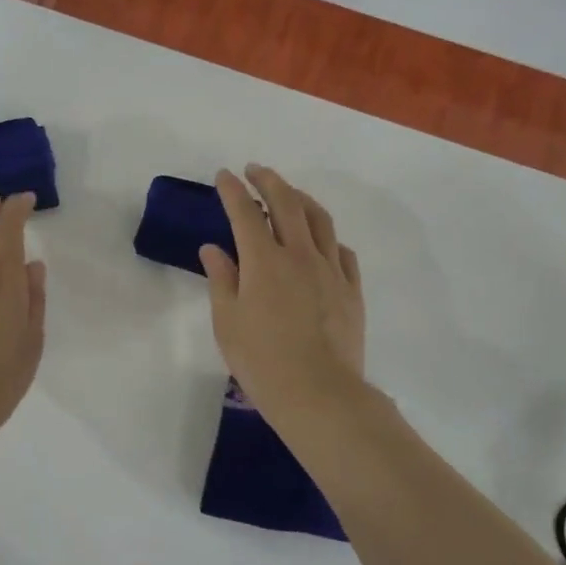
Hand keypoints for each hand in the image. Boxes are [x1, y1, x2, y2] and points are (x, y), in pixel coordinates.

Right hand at [199, 165, 364, 417]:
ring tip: (289, 194)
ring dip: (301, 199)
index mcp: (264, 261)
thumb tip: (214, 249)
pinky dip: (327, 236)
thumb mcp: (228, 322)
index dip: (232, 190)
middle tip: (255, 170)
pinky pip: (342, 251)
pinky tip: (322, 240)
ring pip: (319, 220)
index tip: (224, 176)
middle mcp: (300, 255)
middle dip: (269, 180)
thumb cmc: (262, 361)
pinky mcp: (351, 290)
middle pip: (287, 203)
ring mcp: (331, 270)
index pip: (245, 213)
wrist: (319, 394)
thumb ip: (222, 280)